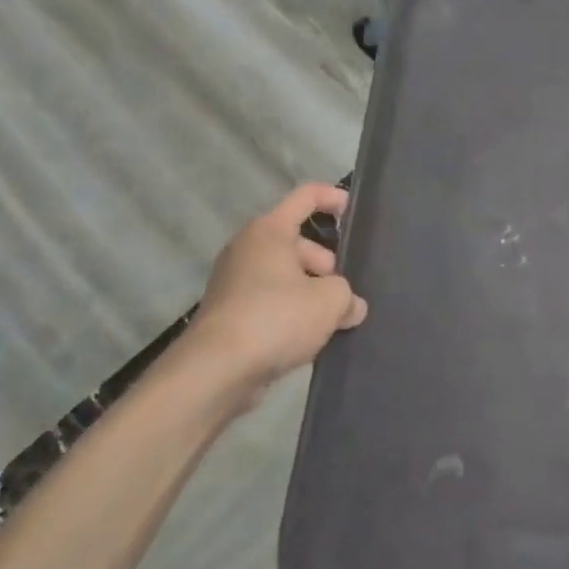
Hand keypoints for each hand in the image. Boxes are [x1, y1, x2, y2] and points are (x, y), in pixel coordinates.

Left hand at [179, 183, 367, 411]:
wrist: (215, 371)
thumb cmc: (276, 318)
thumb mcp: (329, 301)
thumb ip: (348, 295)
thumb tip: (351, 306)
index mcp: (269, 231)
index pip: (305, 197)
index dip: (332, 198)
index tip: (352, 210)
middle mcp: (247, 249)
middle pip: (297, 242)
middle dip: (326, 262)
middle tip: (344, 290)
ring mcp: (233, 282)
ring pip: (284, 274)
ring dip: (310, 290)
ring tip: (333, 318)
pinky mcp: (229, 314)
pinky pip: (269, 300)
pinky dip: (290, 311)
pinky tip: (308, 336)